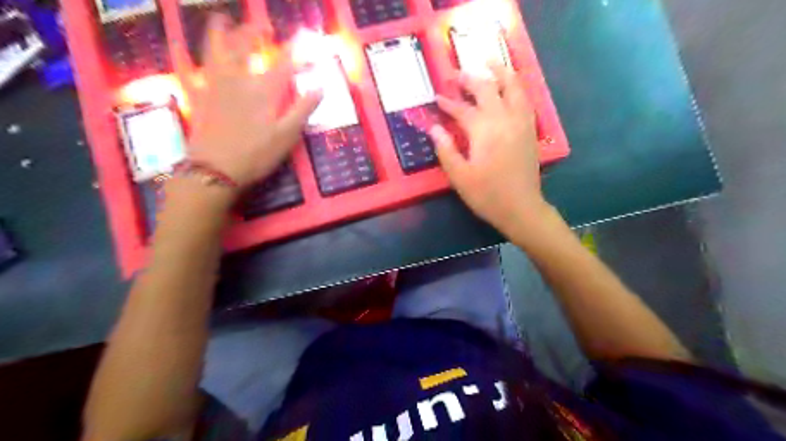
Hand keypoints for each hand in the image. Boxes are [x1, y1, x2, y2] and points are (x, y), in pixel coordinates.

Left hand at [186, 14, 321, 186]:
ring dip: (219, 32)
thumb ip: (303, 109)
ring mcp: (214, 86)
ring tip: (222, 19)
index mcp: (263, 90)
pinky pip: (186, 70)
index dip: (296, 51)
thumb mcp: (287, 136)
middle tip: (264, 27)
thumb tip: (320, 87)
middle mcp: (238, 79)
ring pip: (215, 50)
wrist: (215, 170)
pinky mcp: (198, 97)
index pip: (284, 63)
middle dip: (255, 32)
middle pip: (245, 47)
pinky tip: (176, 43)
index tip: (306, 39)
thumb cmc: (256, 155)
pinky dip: (180, 54)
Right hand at [429, 66, 550, 233]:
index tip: (437, 98)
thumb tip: (434, 128)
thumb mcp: (459, 176)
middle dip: (471, 79)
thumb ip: (446, 150)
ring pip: (513, 88)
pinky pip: (525, 100)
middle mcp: (504, 119)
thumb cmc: (487, 195)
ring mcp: (521, 122)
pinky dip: (517, 87)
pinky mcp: (530, 130)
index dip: (448, 103)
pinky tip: (511, 86)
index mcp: (484, 131)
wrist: (521, 208)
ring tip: (490, 62)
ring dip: (500, 72)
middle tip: (457, 74)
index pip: (462, 109)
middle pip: (488, 89)